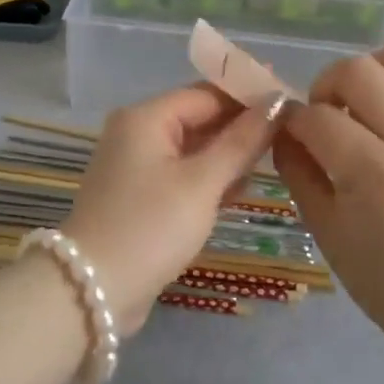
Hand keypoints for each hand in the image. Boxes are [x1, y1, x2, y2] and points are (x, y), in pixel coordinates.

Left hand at [63, 84, 278, 332]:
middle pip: (199, 117)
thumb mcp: (202, 182)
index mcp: (146, 117)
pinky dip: (209, 177)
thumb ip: (242, 141)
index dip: (248, 95)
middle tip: (289, 134)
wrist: (92, 290)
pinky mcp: (139, 195)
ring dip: (229, 153)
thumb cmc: (150, 227)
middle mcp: (137, 132)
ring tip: (276, 158)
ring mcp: (136, 165)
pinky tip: (242, 187)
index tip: (290, 103)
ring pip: (193, 147)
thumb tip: (278, 102)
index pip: (207, 93)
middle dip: (241, 125)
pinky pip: (182, 173)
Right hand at [273, 44, 383, 335]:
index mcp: (377, 174)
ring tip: (366, 101)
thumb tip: (281, 124)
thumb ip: (296, 167)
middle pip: (358, 71)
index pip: (317, 117)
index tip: (290, 133)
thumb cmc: (380, 275)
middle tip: (325, 115)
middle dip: (326, 86)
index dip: (292, 121)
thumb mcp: (322, 227)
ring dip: (373, 71)